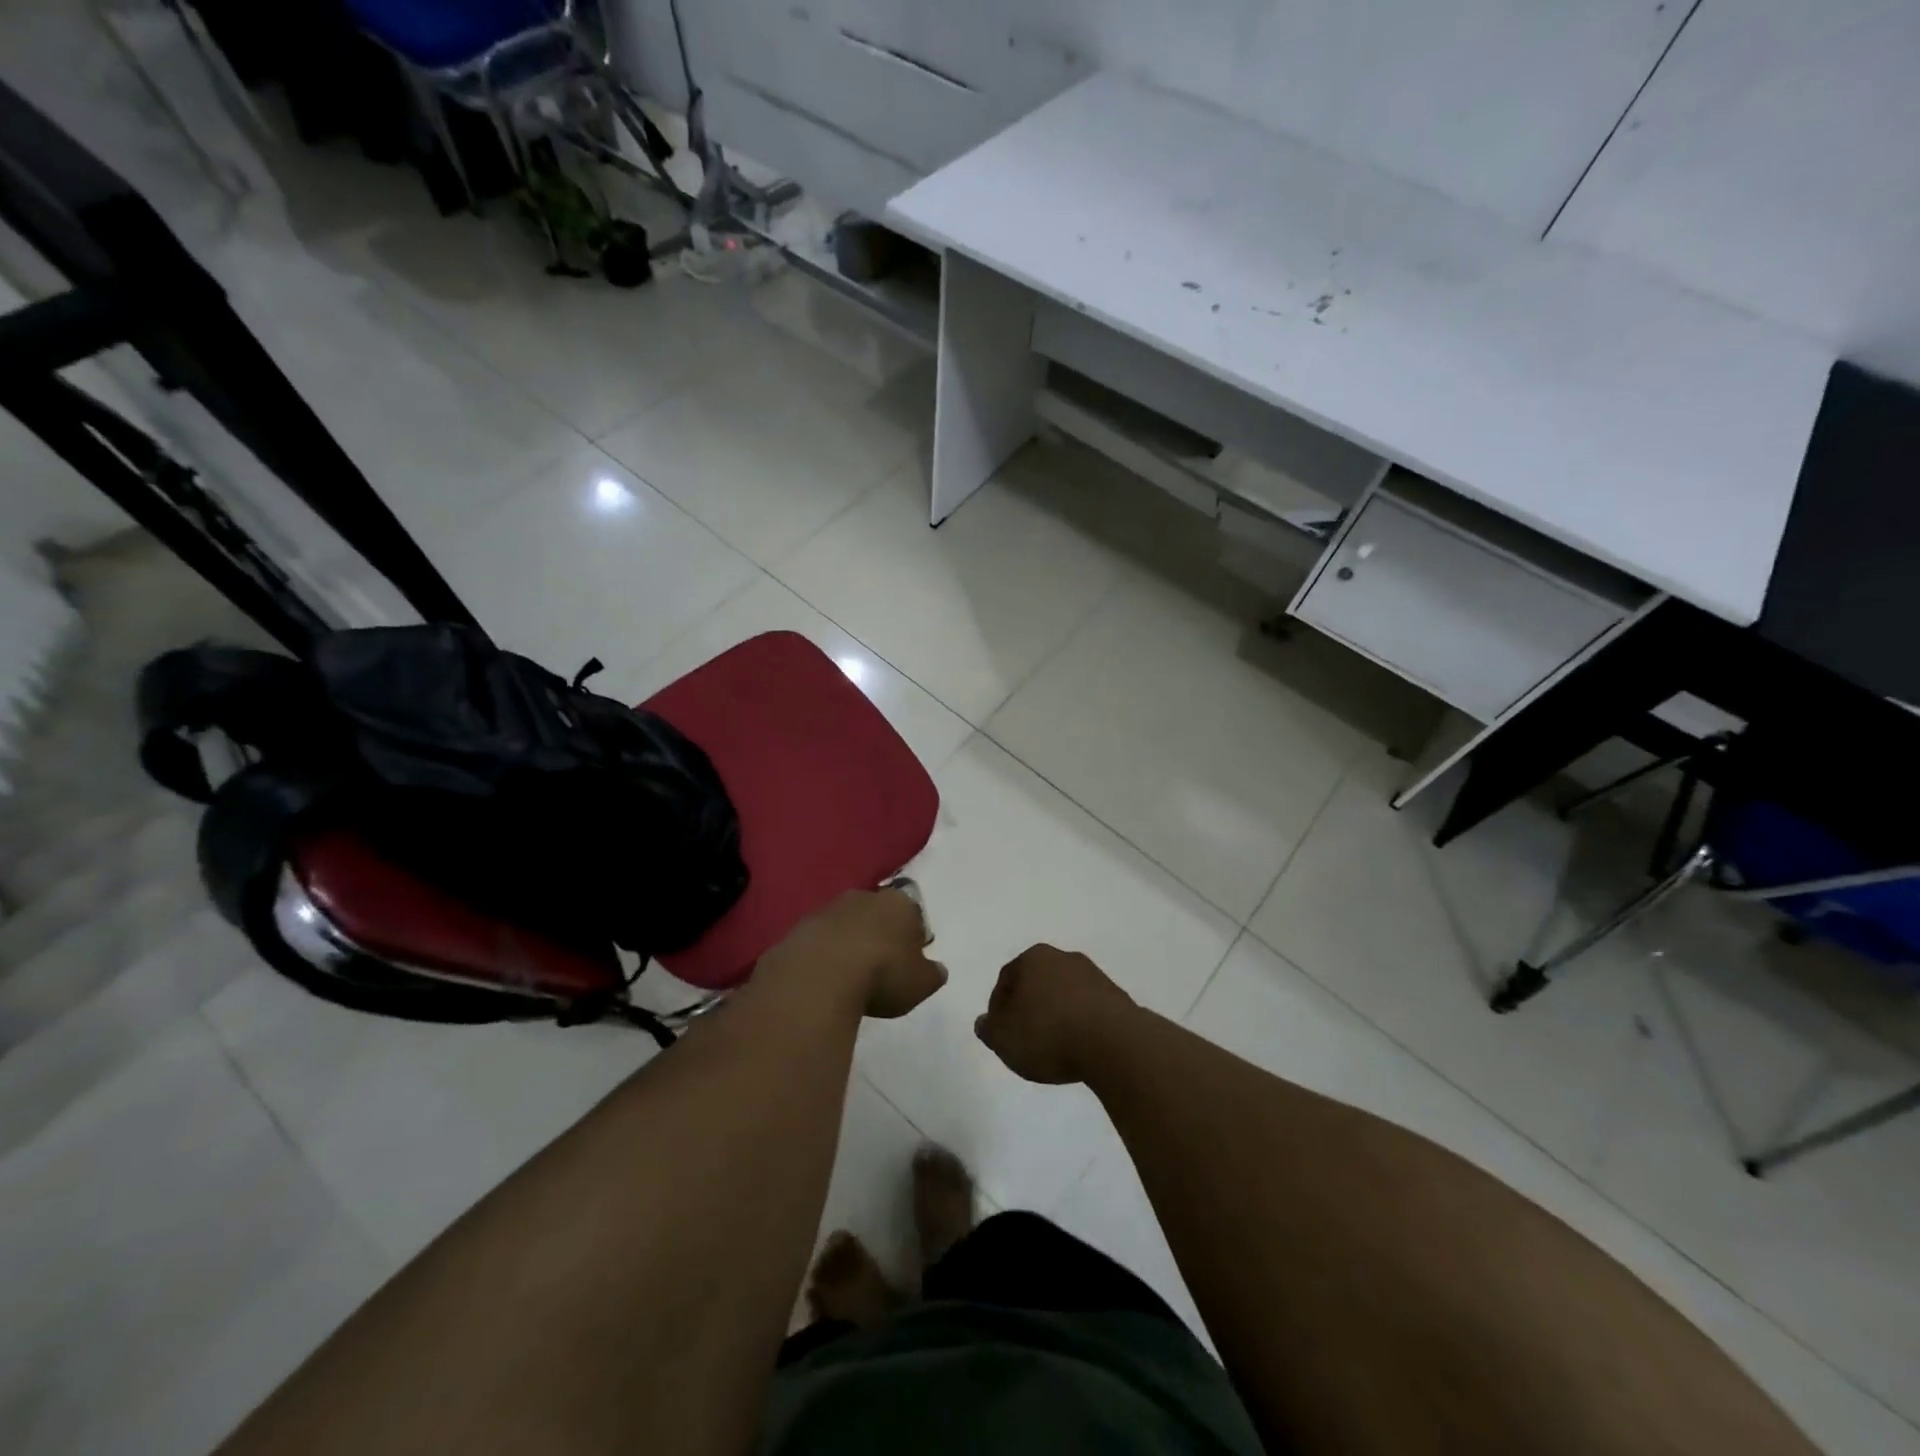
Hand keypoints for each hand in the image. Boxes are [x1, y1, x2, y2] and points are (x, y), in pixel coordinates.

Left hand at [764, 886, 946, 1019]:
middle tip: (881, 965)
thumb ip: (932, 974)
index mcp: (899, 904)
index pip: (913, 913)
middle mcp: (865, 897)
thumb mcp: (920, 983)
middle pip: (877, 913)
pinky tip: (825, 978)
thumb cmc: (882, 974)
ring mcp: (829, 909)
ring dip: (849, 942)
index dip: (913, 936)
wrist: (819, 975)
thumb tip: (937, 969)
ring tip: (850, 975)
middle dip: (880, 933)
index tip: (910, 959)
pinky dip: (824, 955)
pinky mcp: (800, 927)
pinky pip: (820, 940)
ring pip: (846, 923)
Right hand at [975, 945, 1137, 1084]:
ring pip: (1064, 994)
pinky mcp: (1116, 996)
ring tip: (1054, 1047)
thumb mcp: (1004, 1039)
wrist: (1112, 1042)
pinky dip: (1079, 1023)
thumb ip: (989, 1029)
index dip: (998, 1007)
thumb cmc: (1048, 1034)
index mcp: (1033, 958)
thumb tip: (984, 1022)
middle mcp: (1063, 958)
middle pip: (1037, 982)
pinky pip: (1088, 1009)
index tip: (1000, 1033)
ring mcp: (1093, 975)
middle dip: (1028, 1007)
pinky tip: (1079, 1047)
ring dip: (1056, 1015)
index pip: (1006, 979)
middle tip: (1024, 1038)